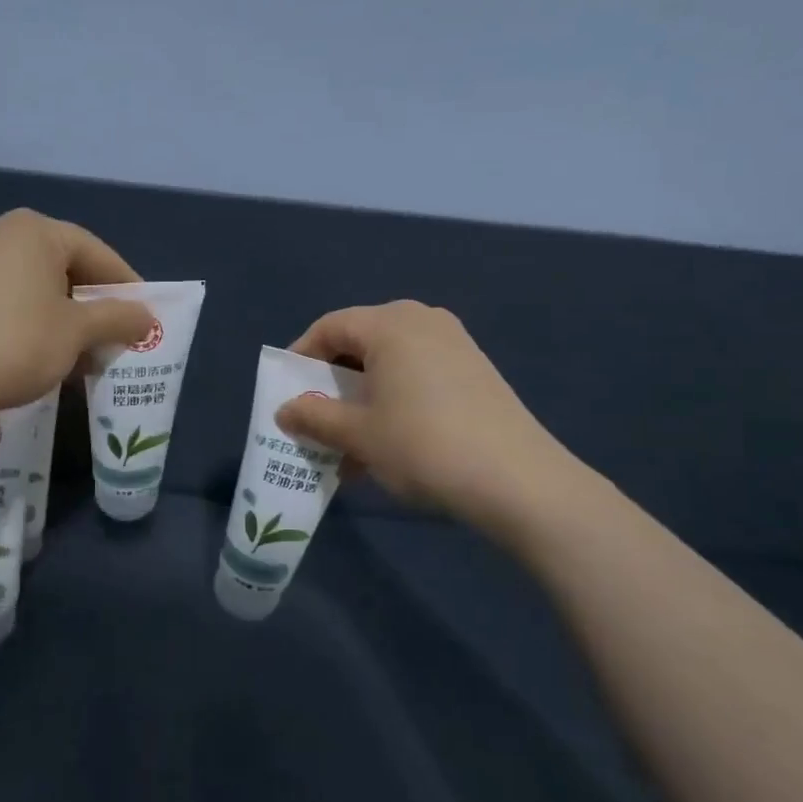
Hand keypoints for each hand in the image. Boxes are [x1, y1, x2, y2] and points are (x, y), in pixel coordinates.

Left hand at [0, 210, 154, 416]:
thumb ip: (118, 318)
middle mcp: (4, 237)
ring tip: (88, 356)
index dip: (126, 286)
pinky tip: (48, 359)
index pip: (97, 252)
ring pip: (40, 290)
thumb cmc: (17, 341)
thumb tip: (147, 317)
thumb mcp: (77, 331)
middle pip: (67, 269)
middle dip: (96, 307)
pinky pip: (14, 304)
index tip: (146, 317)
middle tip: (119, 338)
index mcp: (36, 231)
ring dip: (68, 322)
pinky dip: (38, 327)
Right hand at [275, 300, 585, 524]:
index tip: (286, 392)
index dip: (301, 357)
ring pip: (390, 364)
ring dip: (362, 400)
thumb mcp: (358, 434)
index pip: (330, 327)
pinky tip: (387, 446)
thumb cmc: (423, 445)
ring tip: (349, 445)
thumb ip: (314, 417)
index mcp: (390, 323)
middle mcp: (423, 320)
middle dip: (332, 383)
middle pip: (360, 343)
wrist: (518, 481)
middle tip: (316, 419)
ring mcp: (454, 344)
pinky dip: (393, 402)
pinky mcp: (475, 371)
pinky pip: (418, 376)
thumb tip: (284, 411)